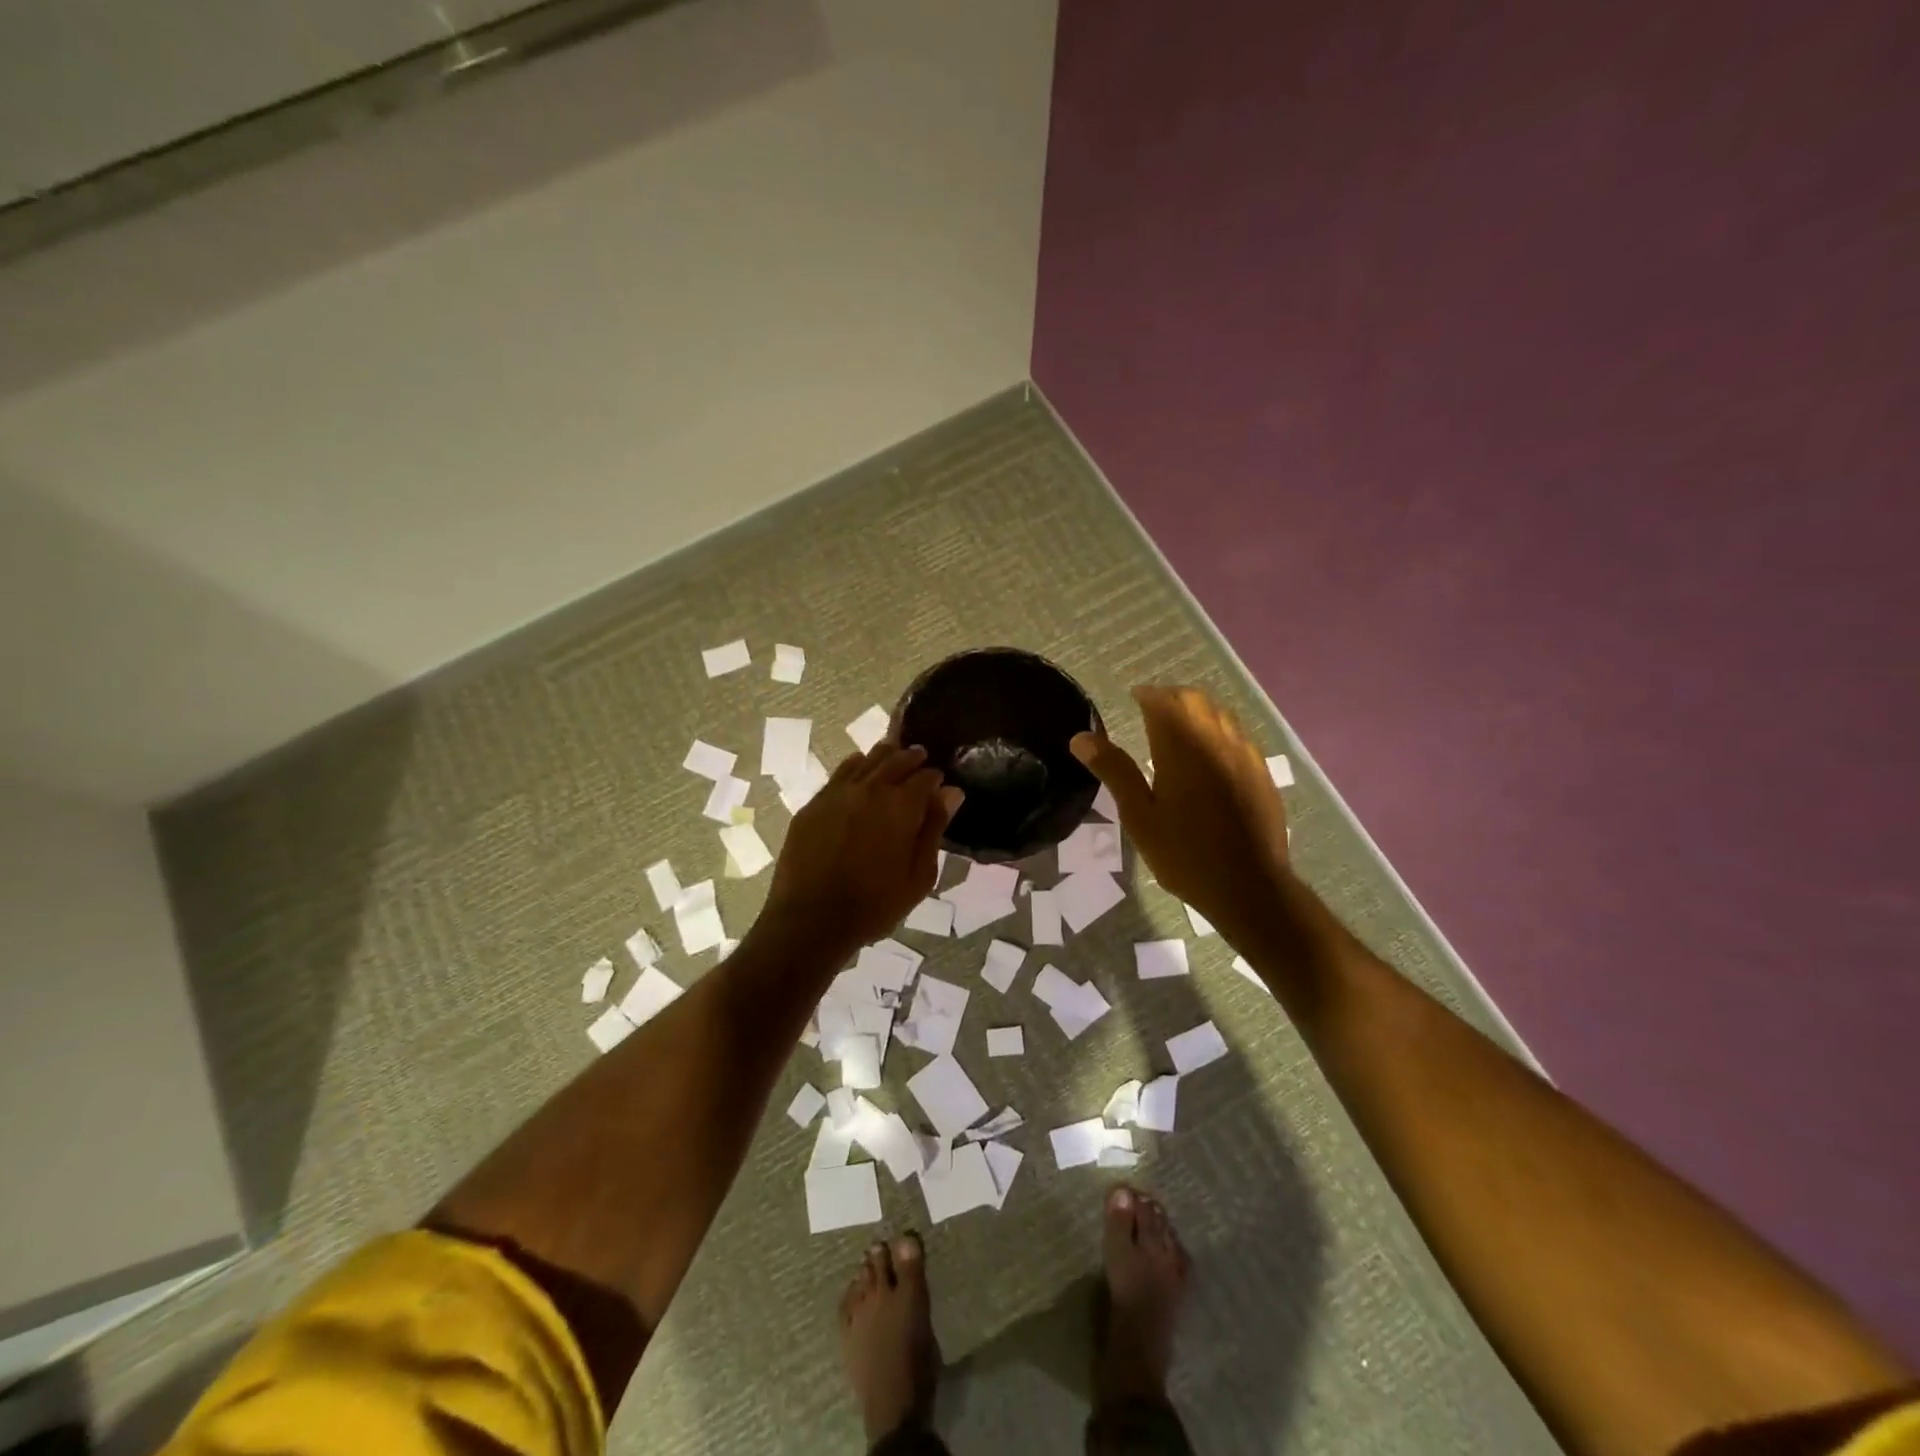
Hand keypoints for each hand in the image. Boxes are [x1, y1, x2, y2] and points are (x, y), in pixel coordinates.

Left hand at [763, 742, 962, 949]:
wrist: (812, 920)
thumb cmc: (875, 904)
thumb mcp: (919, 875)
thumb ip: (935, 828)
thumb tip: (951, 792)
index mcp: (902, 805)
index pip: (926, 776)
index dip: (935, 778)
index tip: (940, 783)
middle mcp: (870, 788)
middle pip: (895, 759)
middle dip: (912, 758)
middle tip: (920, 758)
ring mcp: (838, 793)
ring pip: (866, 760)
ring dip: (884, 757)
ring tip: (892, 758)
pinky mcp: (814, 804)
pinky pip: (840, 773)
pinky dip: (856, 767)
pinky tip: (859, 772)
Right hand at [1071, 686, 1290, 941]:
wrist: (1249, 886)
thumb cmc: (1185, 854)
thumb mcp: (1139, 816)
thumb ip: (1114, 771)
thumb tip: (1081, 737)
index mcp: (1182, 748)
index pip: (1163, 702)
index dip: (1147, 694)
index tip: (1133, 697)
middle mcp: (1216, 741)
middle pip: (1195, 700)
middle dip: (1172, 697)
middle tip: (1152, 709)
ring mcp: (1244, 756)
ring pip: (1220, 714)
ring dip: (1197, 711)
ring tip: (1179, 728)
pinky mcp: (1261, 773)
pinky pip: (1238, 736)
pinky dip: (1218, 732)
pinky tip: (1210, 756)